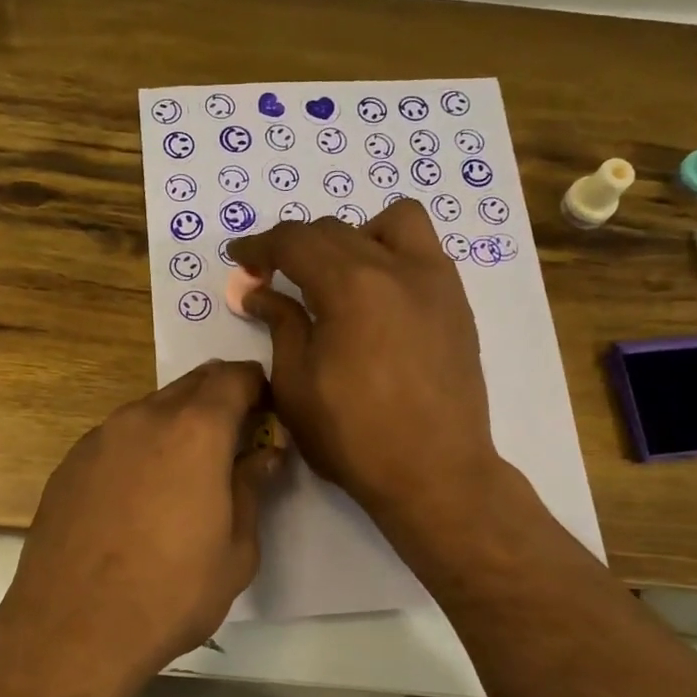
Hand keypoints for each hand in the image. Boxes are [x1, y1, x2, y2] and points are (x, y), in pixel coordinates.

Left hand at [0, 360, 283, 696]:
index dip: (256, 387)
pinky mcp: (69, 463)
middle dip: (218, 399)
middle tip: (232, 438)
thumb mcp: (236, 551)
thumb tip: (264, 454)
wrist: (73, 629)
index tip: (266, 411)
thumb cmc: (171, 593)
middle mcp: (143, 418)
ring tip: (184, 471)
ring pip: (150, 410)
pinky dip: (139, 449)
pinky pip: (116, 438)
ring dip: (176, 424)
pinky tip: (137, 495)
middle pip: (191, 385)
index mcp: (195, 431)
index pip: (235, 378)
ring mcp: (99, 437)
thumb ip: (251, 489)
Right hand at [230, 200, 501, 535]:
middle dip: (296, 246)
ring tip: (337, 277)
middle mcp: (398, 268)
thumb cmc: (354, 437)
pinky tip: (376, 300)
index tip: (240, 260)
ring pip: (393, 224)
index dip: (260, 246)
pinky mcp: (457, 304)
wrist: (435, 473)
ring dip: (354, 236)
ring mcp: (436, 282)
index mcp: (351, 286)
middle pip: (336, 230)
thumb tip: (261, 294)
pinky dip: (390, 257)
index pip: (296, 241)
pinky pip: (422, 253)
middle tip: (273, 277)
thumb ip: (281, 326)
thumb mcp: (296, 386)